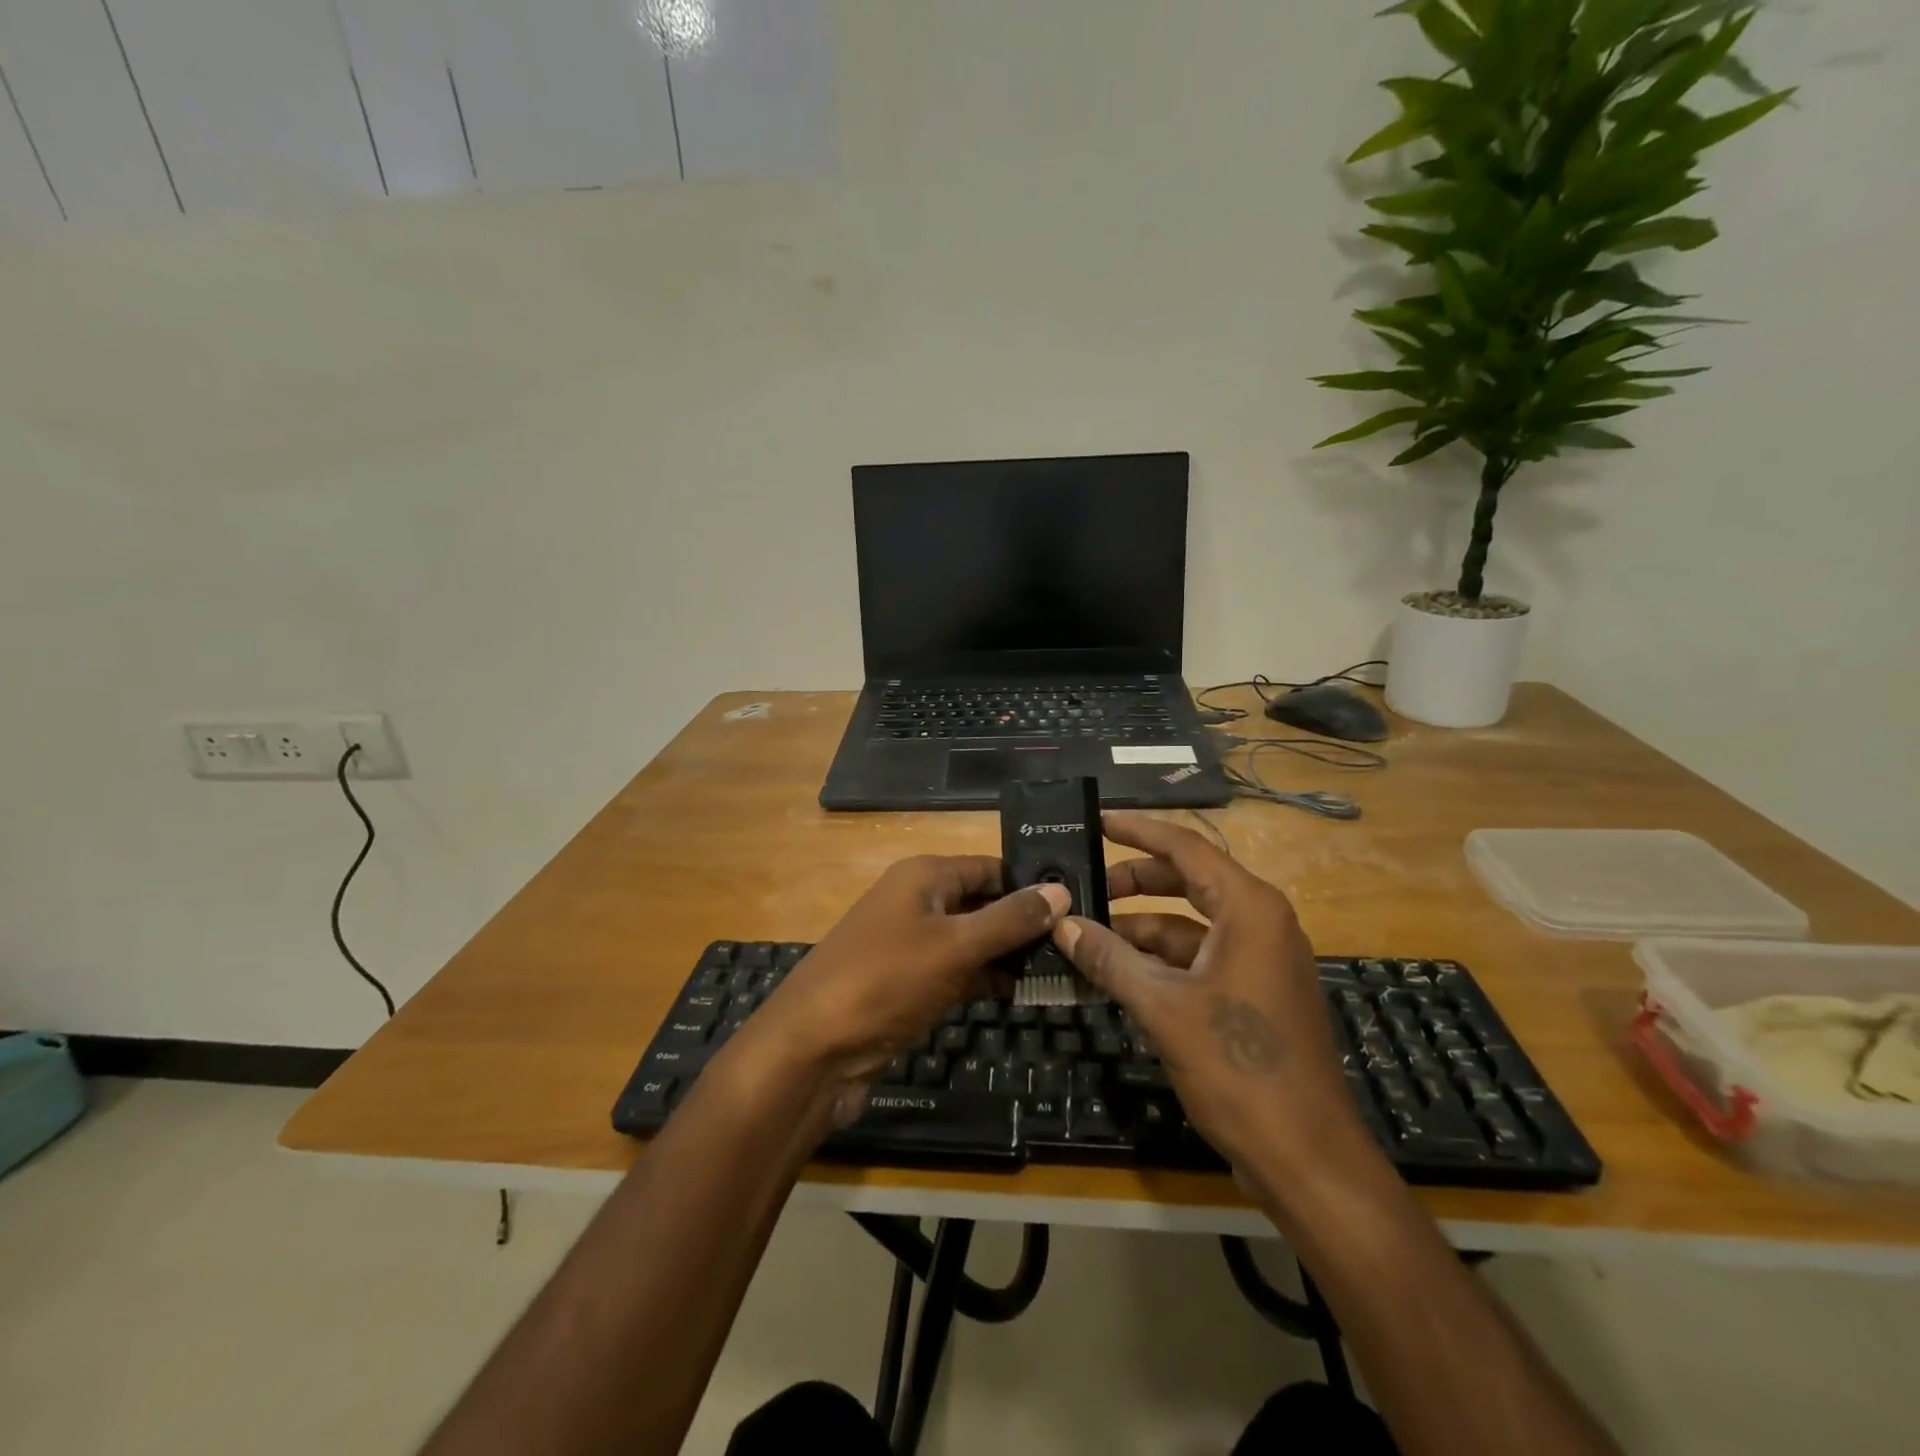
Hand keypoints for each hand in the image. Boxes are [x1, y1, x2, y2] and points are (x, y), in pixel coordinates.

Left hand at [746, 856, 1070, 1110]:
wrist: (812, 1051)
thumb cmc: (885, 980)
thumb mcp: (955, 945)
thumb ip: (1010, 919)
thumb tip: (1062, 890)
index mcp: (924, 876)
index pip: (991, 867)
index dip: (1032, 884)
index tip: (1080, 902)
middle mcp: (917, 902)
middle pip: (984, 903)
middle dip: (1026, 924)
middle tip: (1081, 942)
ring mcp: (911, 946)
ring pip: (973, 941)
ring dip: (1010, 955)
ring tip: (1066, 969)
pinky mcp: (909, 985)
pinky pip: (958, 973)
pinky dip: (987, 981)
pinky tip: (1024, 995)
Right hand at [1052, 812, 1373, 1175]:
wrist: (1306, 1158)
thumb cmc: (1239, 1068)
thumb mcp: (1163, 1008)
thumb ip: (1109, 958)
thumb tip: (1062, 923)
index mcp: (1249, 909)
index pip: (1185, 848)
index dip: (1138, 831)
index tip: (1096, 820)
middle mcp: (1260, 923)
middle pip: (1186, 882)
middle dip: (1133, 882)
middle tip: (1082, 885)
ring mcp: (1259, 960)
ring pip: (1188, 925)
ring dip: (1139, 929)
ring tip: (1085, 935)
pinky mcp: (1253, 994)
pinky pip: (1198, 959)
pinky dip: (1157, 962)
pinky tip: (1116, 974)